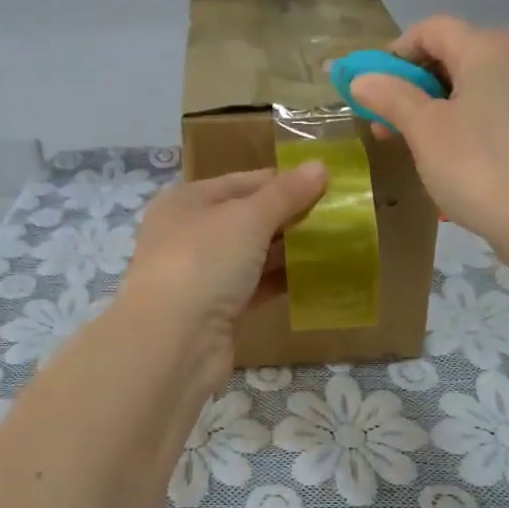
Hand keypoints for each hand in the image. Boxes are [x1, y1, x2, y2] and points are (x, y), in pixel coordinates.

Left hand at [118, 164, 327, 380]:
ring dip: (288, 252)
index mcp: (187, 201)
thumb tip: (320, 165)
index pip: (243, 181)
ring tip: (334, 247)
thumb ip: (285, 194)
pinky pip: (253, 288)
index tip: (327, 185)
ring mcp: (200, 274)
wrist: (171, 341)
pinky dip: (279, 283)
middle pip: (247, 218)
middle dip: (290, 218)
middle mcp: (189, 233)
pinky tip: (314, 279)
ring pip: (251, 255)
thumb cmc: (204, 261)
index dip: (284, 181)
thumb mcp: (248, 218)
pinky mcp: (214, 311)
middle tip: (337, 218)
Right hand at [350, 15, 508, 243]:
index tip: (372, 90)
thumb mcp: (423, 128)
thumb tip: (361, 79)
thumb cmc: (475, 163)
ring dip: (431, 107)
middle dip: (410, 85)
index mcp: (485, 47)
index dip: (395, 54)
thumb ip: (390, 96)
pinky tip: (444, 156)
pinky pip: (486, 109)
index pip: (431, 29)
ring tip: (409, 143)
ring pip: (467, 85)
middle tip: (383, 123)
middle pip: (450, 55)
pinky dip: (458, 122)